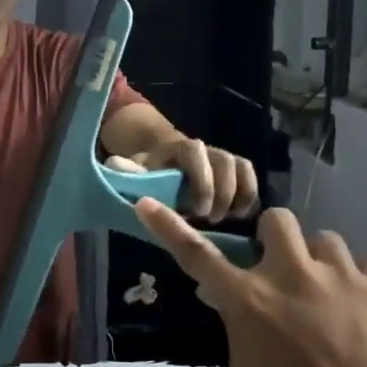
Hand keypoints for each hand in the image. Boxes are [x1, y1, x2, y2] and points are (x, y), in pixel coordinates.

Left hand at [107, 139, 258, 221]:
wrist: (165, 162)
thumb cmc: (151, 172)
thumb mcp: (138, 172)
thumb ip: (130, 171)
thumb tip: (115, 167)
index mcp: (180, 147)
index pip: (195, 152)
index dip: (201, 181)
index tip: (198, 210)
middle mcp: (206, 149)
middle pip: (225, 161)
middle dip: (222, 193)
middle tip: (212, 220)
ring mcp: (224, 158)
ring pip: (243, 167)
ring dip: (241, 195)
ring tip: (231, 219)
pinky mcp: (237, 171)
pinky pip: (251, 178)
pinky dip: (251, 197)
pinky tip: (242, 218)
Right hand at [133, 201, 366, 366]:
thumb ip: (238, 332)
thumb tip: (226, 301)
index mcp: (251, 303)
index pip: (198, 256)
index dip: (168, 228)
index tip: (146, 205)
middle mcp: (292, 276)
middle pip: (276, 220)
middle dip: (276, 241)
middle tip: (286, 274)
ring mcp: (342, 276)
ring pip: (325, 240)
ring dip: (320, 264)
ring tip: (333, 300)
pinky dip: (361, 282)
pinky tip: (366, 313)